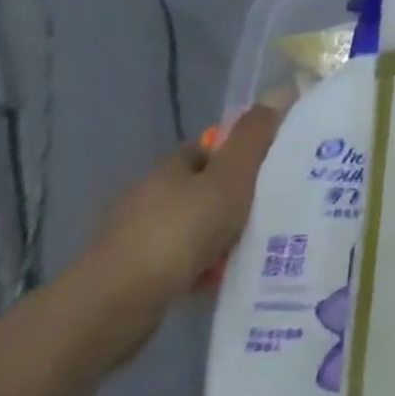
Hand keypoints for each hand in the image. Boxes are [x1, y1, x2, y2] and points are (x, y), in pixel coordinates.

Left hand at [76, 97, 288, 361]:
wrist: (113, 306)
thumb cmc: (179, 232)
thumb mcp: (230, 180)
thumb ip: (255, 139)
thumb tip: (281, 89)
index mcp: (170, 168)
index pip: (210, 149)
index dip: (241, 155)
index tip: (272, 170)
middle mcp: (148, 196)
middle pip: (201, 189)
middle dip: (233, 199)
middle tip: (273, 210)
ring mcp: (135, 237)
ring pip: (191, 227)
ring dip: (218, 237)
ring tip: (255, 249)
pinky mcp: (130, 275)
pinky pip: (179, 262)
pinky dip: (200, 269)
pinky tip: (221, 281)